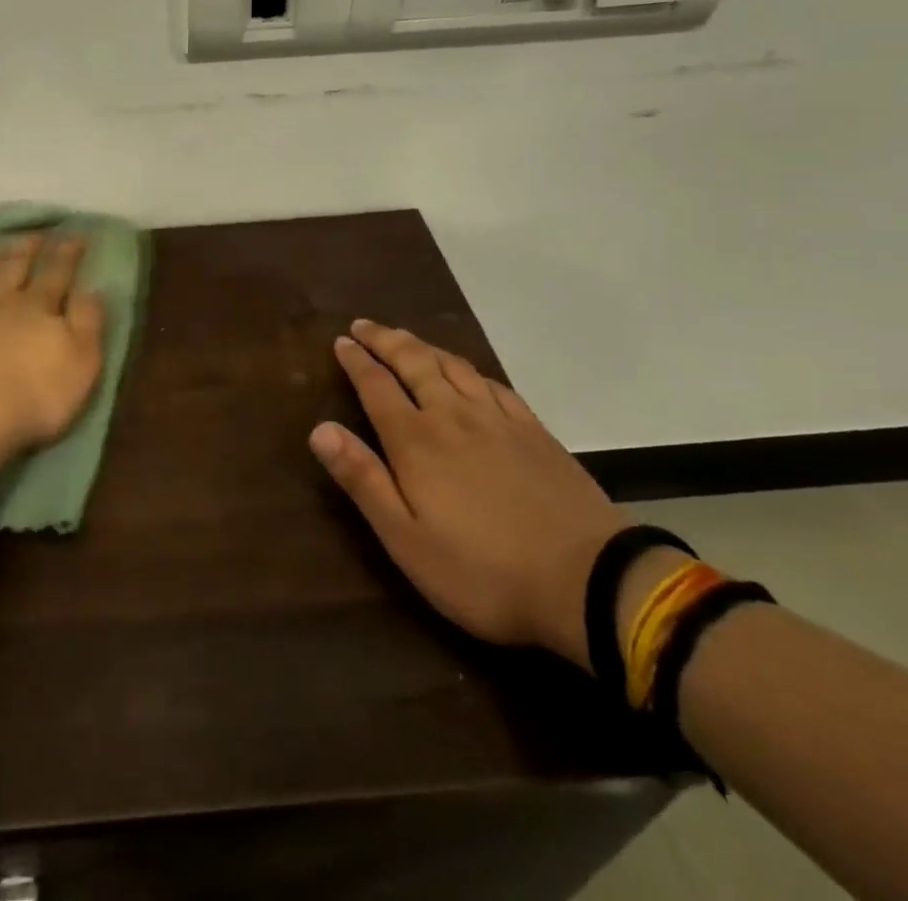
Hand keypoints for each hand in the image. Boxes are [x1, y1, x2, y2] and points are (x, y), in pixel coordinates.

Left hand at [0, 233, 106, 458]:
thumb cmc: (34, 397)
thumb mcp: (82, 363)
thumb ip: (88, 322)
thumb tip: (92, 288)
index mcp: (38, 307)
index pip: (58, 272)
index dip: (68, 252)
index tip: (76, 233)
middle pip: (14, 267)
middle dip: (26, 248)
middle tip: (33, 233)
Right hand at [311, 320, 626, 668]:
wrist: (588, 581)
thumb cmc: (483, 571)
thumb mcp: (406, 540)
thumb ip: (362, 479)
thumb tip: (320, 428)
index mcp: (416, 441)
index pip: (376, 386)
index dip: (356, 361)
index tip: (341, 341)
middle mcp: (452, 416)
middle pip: (414, 363)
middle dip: (385, 340)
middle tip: (365, 325)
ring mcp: (498, 420)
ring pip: (452, 366)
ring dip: (423, 346)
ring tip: (406, 338)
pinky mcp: (534, 431)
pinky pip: (493, 384)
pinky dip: (469, 369)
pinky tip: (467, 372)